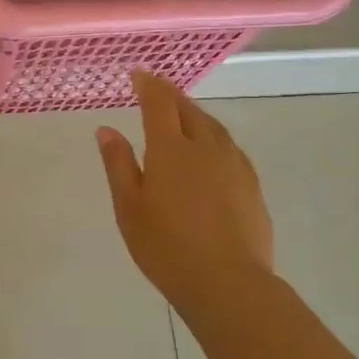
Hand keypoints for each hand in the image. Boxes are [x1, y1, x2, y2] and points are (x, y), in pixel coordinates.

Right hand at [96, 72, 275, 308]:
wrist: (228, 284)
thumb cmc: (166, 247)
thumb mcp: (129, 208)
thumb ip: (118, 164)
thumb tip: (107, 130)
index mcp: (170, 149)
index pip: (159, 102)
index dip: (148, 84)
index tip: (138, 75)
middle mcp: (205, 146)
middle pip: (188, 109)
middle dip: (171, 95)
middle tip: (157, 89)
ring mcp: (234, 164)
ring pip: (213, 126)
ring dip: (194, 113)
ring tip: (182, 114)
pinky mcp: (251, 184)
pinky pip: (229, 146)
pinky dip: (213, 136)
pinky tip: (210, 150)